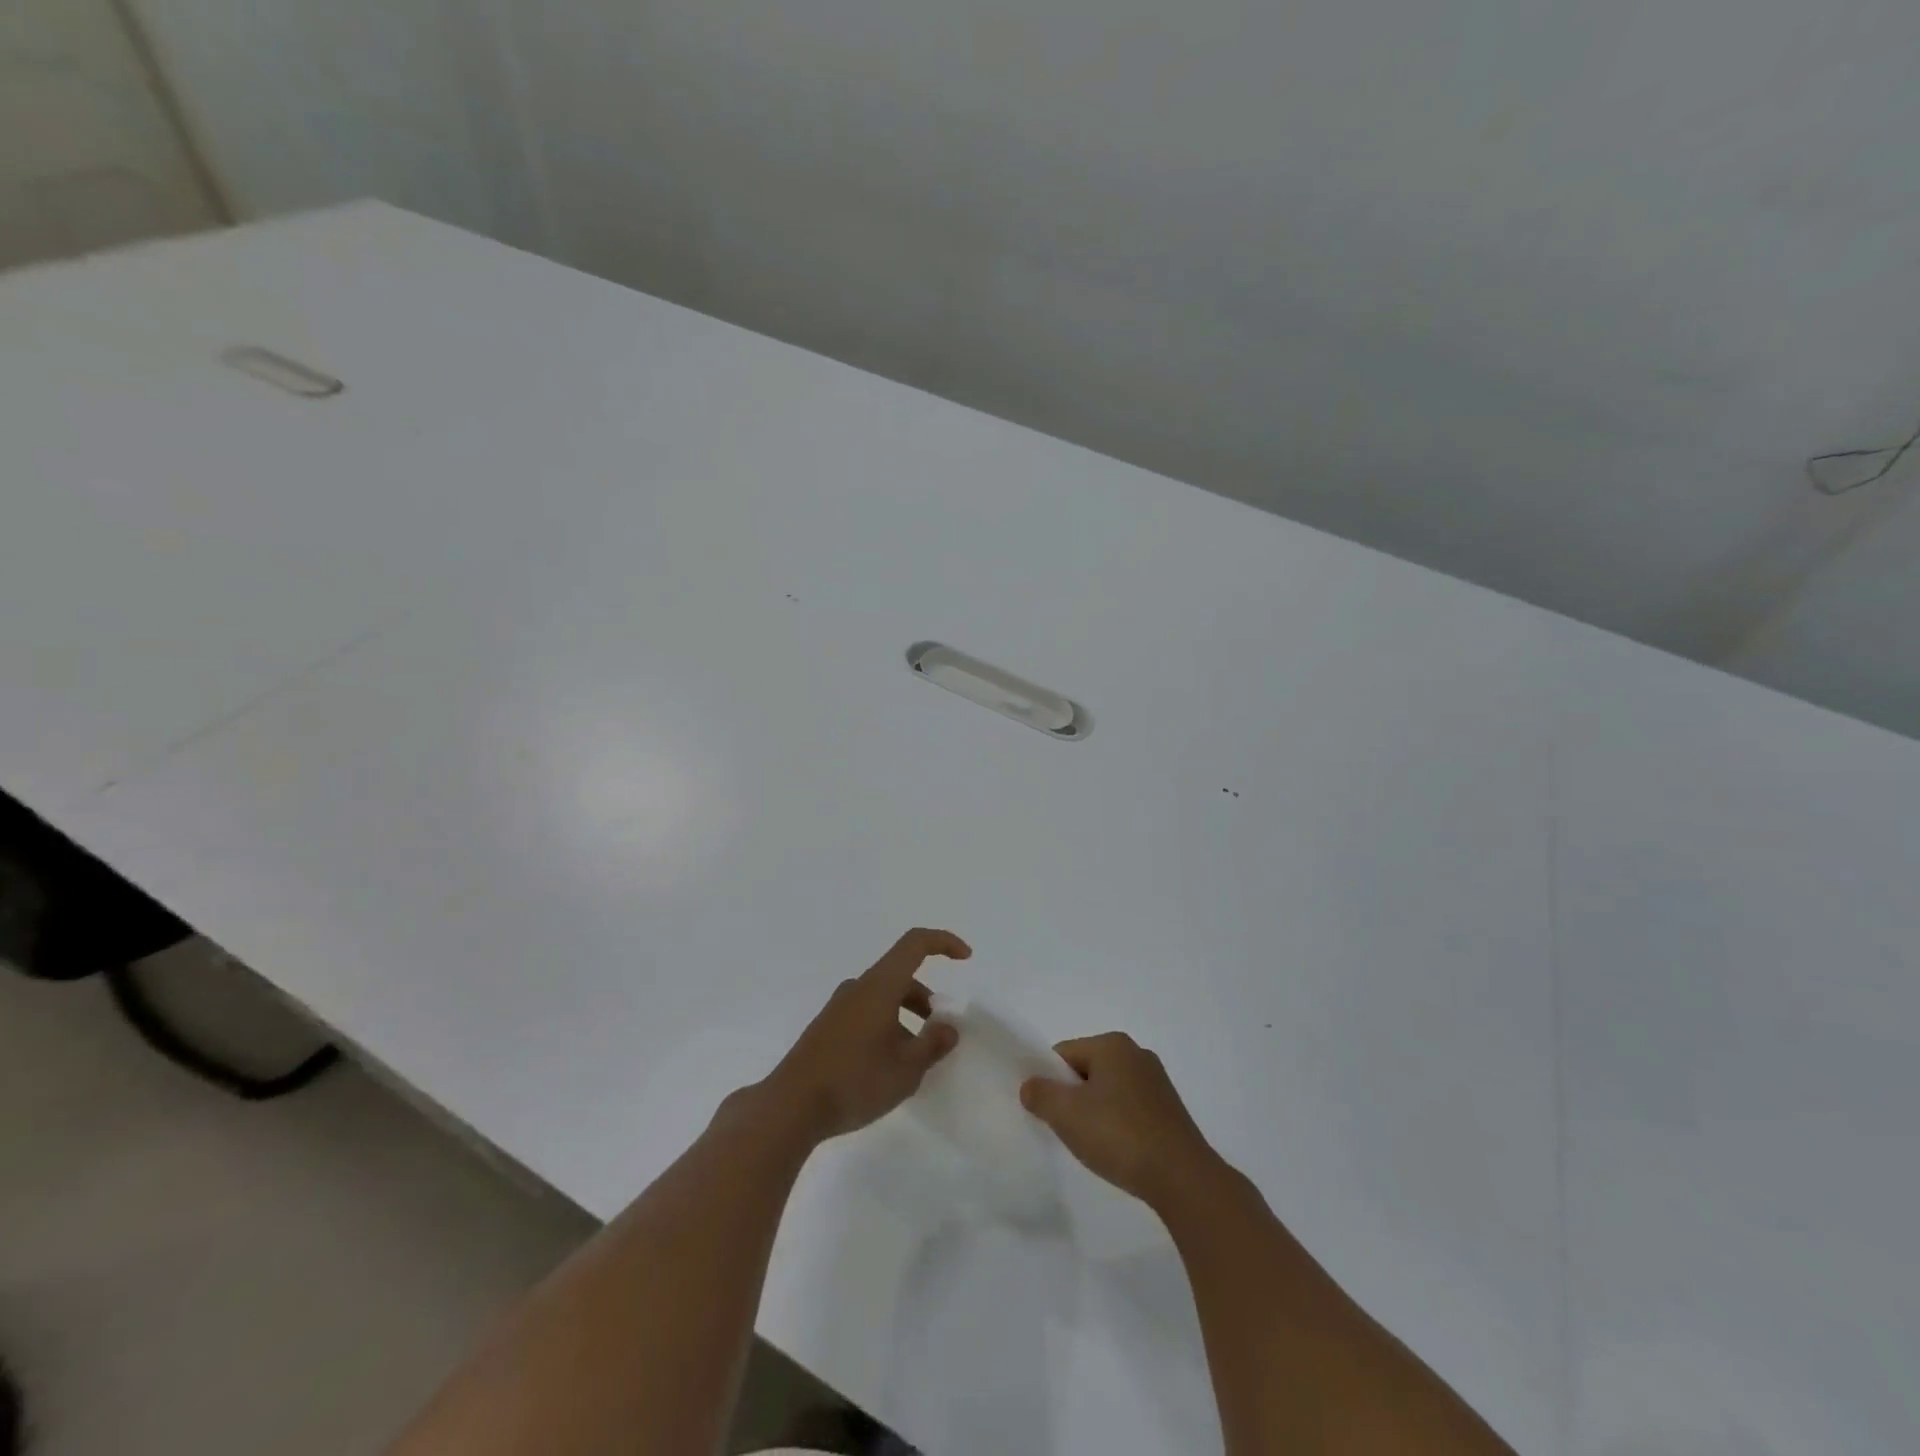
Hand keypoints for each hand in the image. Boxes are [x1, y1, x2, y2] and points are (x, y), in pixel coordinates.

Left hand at [763, 928, 970, 1142]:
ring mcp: (838, 1007)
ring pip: (883, 997)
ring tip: (914, 1059)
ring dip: (905, 1016)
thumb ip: (933, 1044)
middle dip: (926, 999)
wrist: (790, 1106)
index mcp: (880, 985)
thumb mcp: (906, 1069)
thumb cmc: (855, 1081)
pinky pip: (866, 1014)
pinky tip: (886, 1067)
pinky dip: (885, 1026)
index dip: (943, 942)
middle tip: (939, 1033)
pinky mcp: (826, 1028)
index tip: (965, 957)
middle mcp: (858, 987)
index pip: (915, 943)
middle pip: (900, 976)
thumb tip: (948, 1027)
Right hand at [1020, 1032, 1221, 1207]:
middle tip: (1068, 1130)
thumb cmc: (1119, 1135)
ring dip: (1096, 1113)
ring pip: (1109, 1091)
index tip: (1047, 1112)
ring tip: (1094, 1145)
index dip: (1049, 1081)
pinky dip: (1118, 1125)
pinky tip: (1118, 1150)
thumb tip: (1030, 1085)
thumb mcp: (1066, 1114)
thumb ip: (1040, 1094)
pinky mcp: (1170, 1110)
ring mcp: (1157, 1082)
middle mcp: (1136, 1054)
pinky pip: (1130, 1109)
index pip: (1064, 1054)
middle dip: (1073, 1097)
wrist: (1182, 1177)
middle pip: (1087, 1070)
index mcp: (1112, 1044)